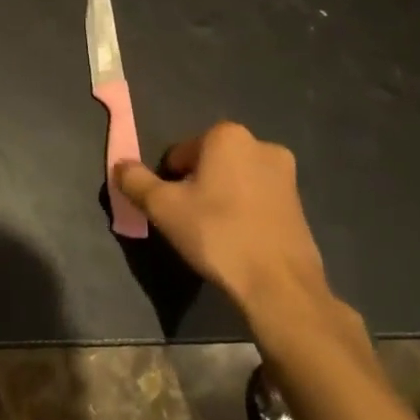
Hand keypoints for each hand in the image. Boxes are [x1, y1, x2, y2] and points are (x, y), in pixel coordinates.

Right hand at [113, 123, 364, 363]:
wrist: (278, 283)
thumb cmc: (216, 234)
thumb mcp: (162, 207)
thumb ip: (135, 181)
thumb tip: (120, 165)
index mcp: (227, 135)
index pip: (179, 154)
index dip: (169, 182)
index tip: (172, 210)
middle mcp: (261, 144)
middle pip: (209, 163)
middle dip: (196, 186)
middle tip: (190, 221)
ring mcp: (286, 173)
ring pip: (234, 180)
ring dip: (220, 198)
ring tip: (215, 233)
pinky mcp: (300, 202)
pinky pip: (257, 198)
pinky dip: (243, 211)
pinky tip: (239, 240)